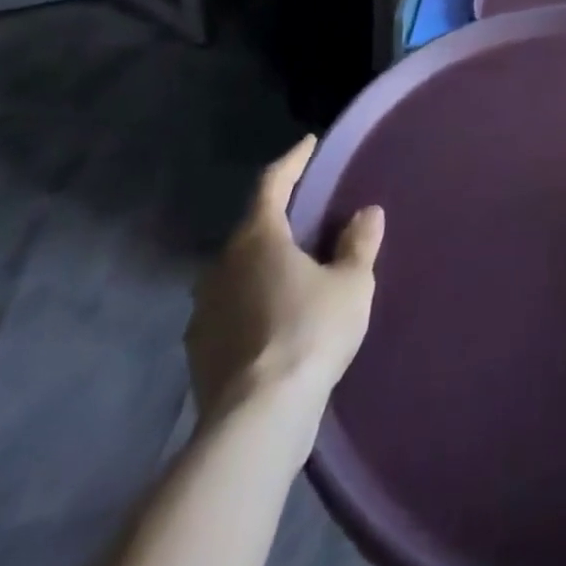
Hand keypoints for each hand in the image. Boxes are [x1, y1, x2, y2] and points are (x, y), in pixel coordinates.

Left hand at [186, 137, 383, 431]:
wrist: (256, 421)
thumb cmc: (310, 332)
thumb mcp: (351, 283)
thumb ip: (359, 243)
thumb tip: (366, 213)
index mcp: (258, 238)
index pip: (273, 183)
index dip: (293, 160)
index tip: (309, 143)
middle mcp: (222, 266)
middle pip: (252, 229)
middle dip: (278, 218)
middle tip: (307, 214)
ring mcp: (204, 311)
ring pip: (237, 271)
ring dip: (262, 264)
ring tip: (292, 268)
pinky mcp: (199, 351)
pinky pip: (229, 308)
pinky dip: (251, 300)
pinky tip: (273, 316)